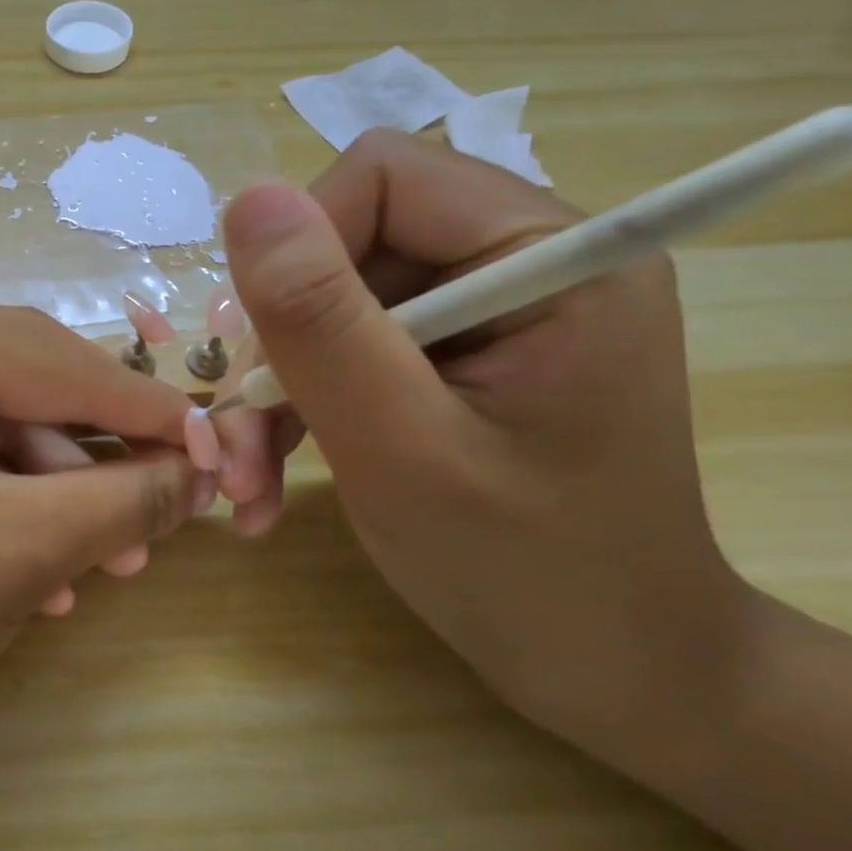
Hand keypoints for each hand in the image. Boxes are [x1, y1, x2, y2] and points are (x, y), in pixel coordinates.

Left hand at [0, 287, 215, 813]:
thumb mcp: (18, 551)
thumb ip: (123, 497)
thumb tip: (202, 471)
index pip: (61, 362)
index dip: (150, 412)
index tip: (225, 453)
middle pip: (30, 384)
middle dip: (98, 456)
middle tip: (169, 514)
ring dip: (55, 490)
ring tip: (107, 561)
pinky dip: (5, 501)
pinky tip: (44, 571)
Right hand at [216, 132, 754, 745]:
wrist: (613, 672)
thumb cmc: (528, 573)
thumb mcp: (402, 448)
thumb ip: (321, 321)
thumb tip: (248, 199)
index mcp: (549, 254)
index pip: (379, 178)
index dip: (300, 254)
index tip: (269, 359)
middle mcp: (522, 259)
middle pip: (344, 242)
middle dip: (277, 341)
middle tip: (238, 442)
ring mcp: (486, 307)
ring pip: (329, 299)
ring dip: (275, 387)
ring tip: (247, 478)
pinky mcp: (456, 351)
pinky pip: (346, 343)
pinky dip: (299, 404)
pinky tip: (272, 476)